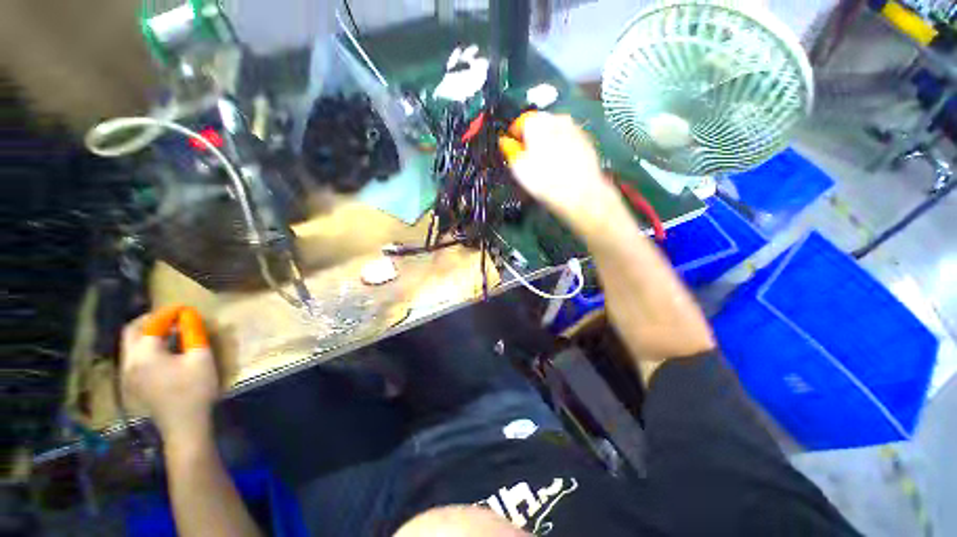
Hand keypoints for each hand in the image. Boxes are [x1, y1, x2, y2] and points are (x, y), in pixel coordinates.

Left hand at [121, 308, 219, 441]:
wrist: (184, 425)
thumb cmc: (194, 389)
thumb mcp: (201, 358)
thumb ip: (193, 333)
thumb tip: (189, 315)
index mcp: (144, 354)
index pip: (152, 324)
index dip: (168, 313)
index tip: (185, 307)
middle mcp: (129, 362)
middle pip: (131, 331)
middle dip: (150, 320)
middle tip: (172, 316)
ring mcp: (127, 374)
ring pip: (130, 344)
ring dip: (146, 333)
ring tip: (169, 331)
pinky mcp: (132, 383)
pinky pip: (133, 356)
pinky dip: (145, 346)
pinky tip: (163, 350)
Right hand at [508, 112, 621, 232]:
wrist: (580, 193)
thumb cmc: (546, 182)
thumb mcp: (519, 169)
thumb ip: (510, 150)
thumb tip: (506, 143)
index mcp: (537, 122)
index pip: (520, 122)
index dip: (515, 137)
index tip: (514, 149)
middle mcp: (557, 119)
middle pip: (539, 125)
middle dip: (533, 139)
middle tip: (529, 159)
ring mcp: (574, 129)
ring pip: (555, 132)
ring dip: (548, 143)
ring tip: (546, 165)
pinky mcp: (586, 141)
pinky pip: (569, 141)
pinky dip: (562, 149)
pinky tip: (560, 166)